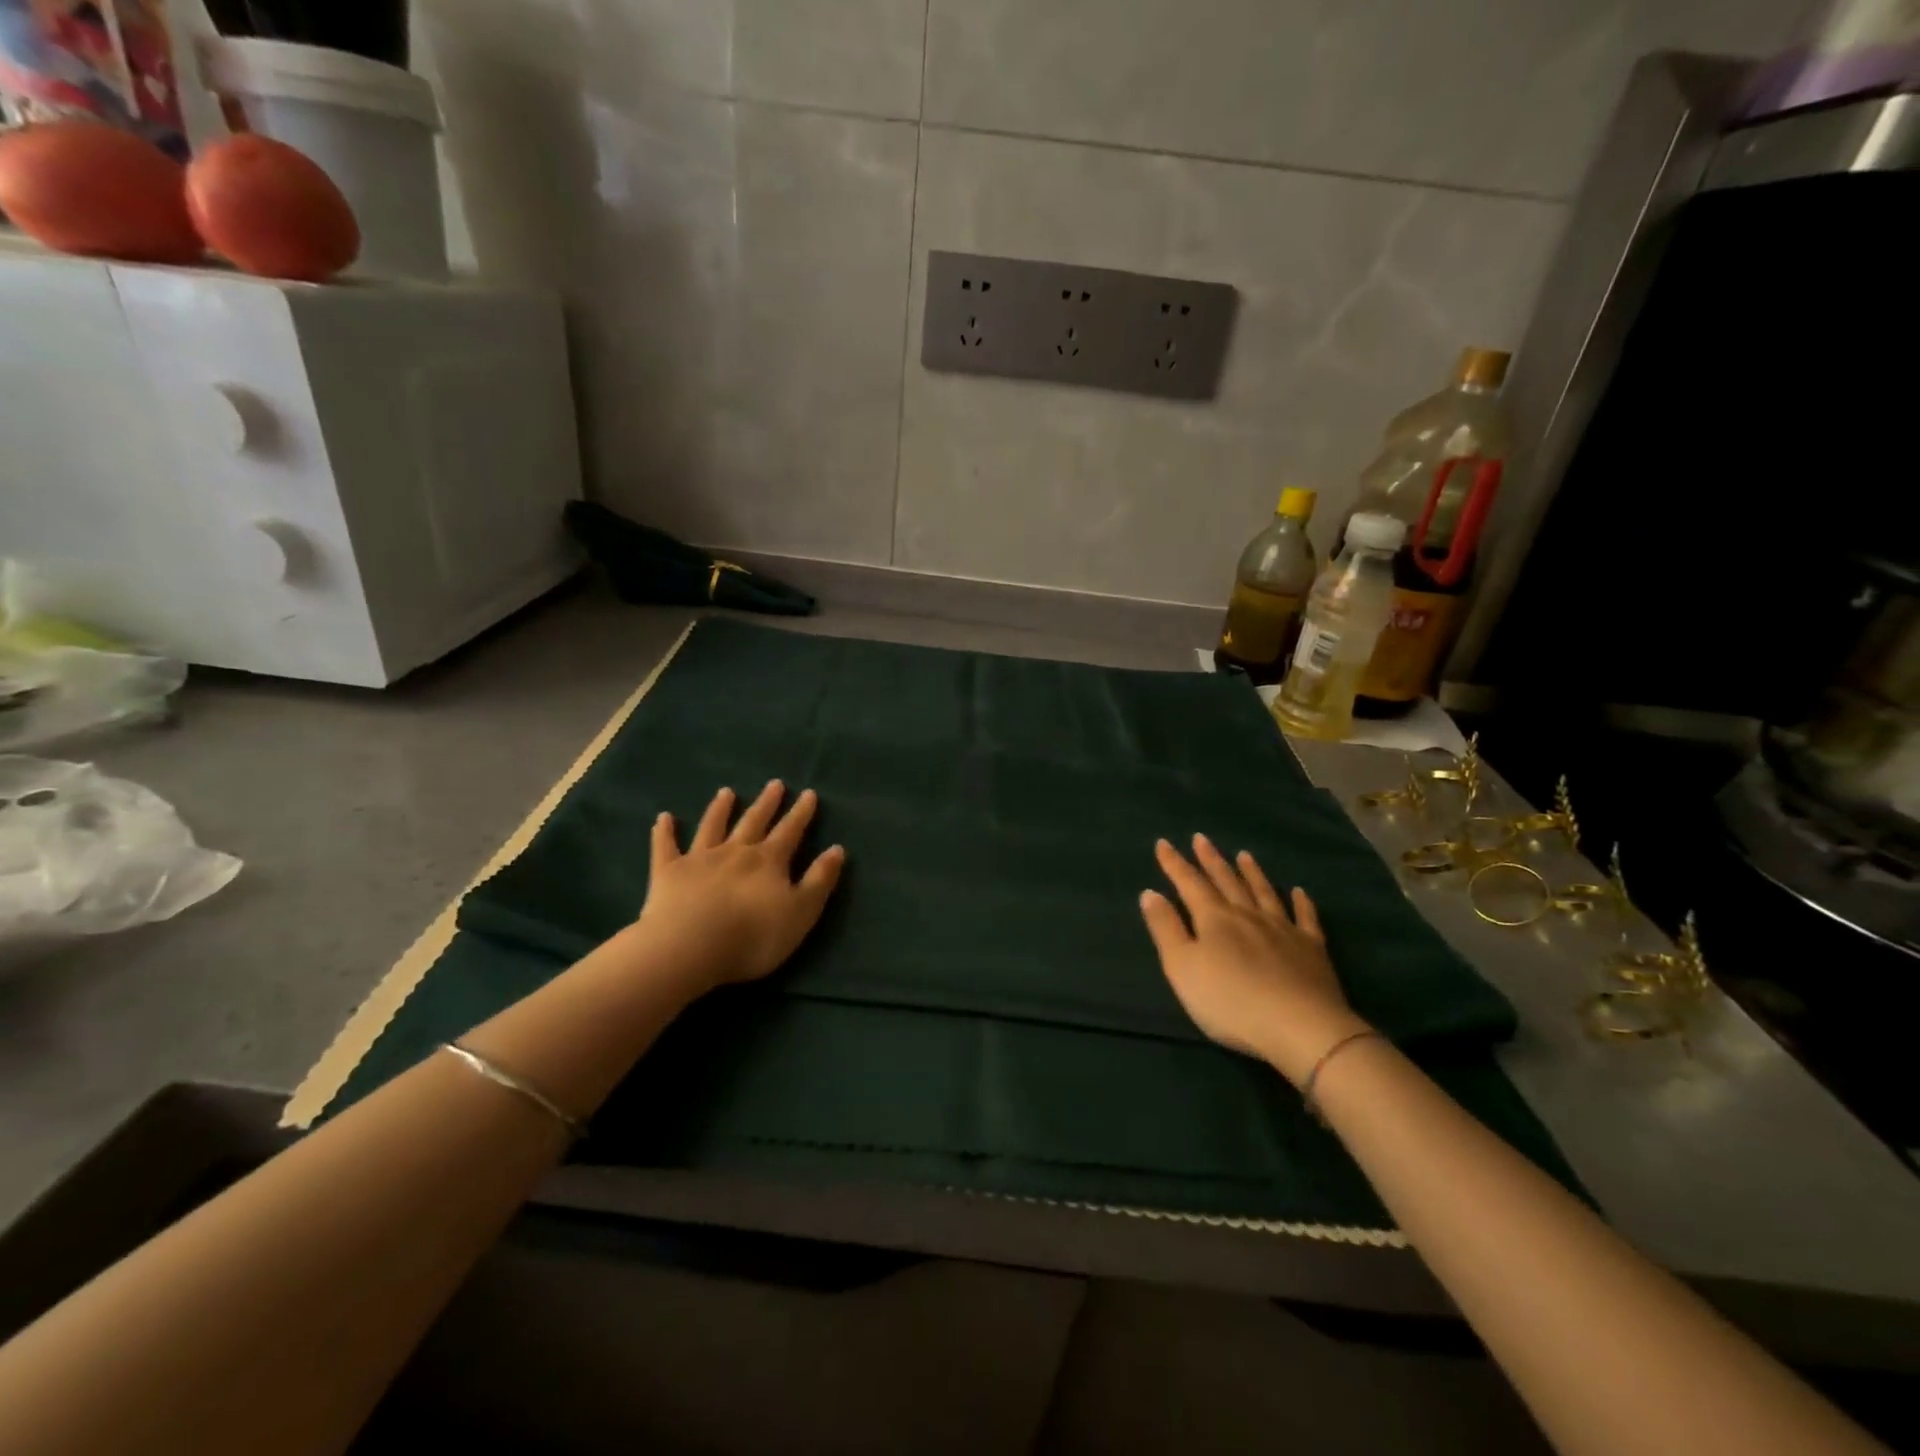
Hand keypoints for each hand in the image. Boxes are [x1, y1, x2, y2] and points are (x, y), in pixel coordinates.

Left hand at [633, 781, 845, 993]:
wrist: (689, 947)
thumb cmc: (753, 936)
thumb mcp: (801, 912)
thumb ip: (819, 880)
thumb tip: (837, 849)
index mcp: (769, 861)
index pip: (790, 831)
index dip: (801, 813)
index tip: (808, 793)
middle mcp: (736, 851)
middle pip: (754, 822)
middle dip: (766, 803)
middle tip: (774, 784)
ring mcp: (700, 859)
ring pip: (712, 827)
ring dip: (720, 809)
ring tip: (726, 792)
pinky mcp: (668, 873)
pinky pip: (665, 847)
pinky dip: (664, 832)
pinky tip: (663, 818)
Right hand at [1140, 834, 1369, 1085]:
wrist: (1301, 1027)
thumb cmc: (1231, 1001)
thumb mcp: (1183, 968)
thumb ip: (1166, 929)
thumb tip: (1150, 893)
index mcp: (1214, 919)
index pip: (1189, 883)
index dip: (1174, 864)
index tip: (1164, 843)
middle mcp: (1247, 915)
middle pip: (1227, 881)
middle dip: (1211, 860)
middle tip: (1202, 838)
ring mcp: (1283, 929)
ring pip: (1264, 892)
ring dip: (1252, 872)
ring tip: (1244, 854)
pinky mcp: (1312, 949)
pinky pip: (1305, 918)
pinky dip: (1302, 902)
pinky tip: (1300, 892)